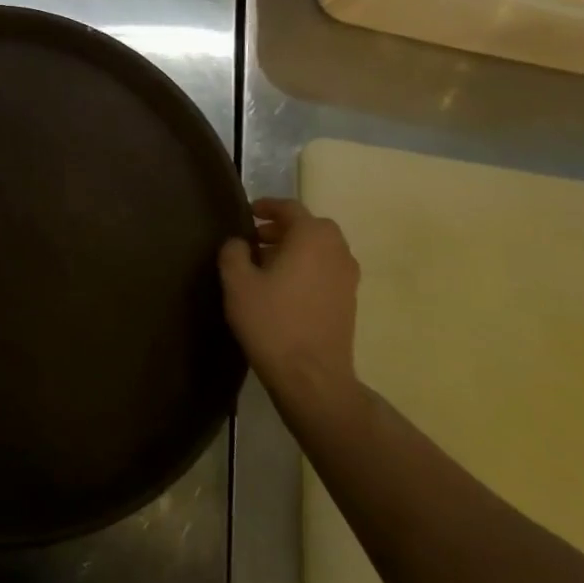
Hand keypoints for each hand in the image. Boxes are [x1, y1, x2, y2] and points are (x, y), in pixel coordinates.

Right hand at [217, 197, 360, 407]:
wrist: (311, 376)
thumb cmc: (272, 321)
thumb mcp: (237, 282)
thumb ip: (234, 252)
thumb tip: (240, 242)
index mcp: (312, 238)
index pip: (290, 208)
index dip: (267, 206)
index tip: (248, 212)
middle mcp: (337, 251)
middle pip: (311, 227)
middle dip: (283, 228)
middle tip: (256, 239)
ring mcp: (348, 277)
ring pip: (321, 249)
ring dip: (296, 248)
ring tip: (267, 264)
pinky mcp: (349, 301)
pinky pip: (327, 269)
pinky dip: (307, 267)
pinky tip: (284, 287)